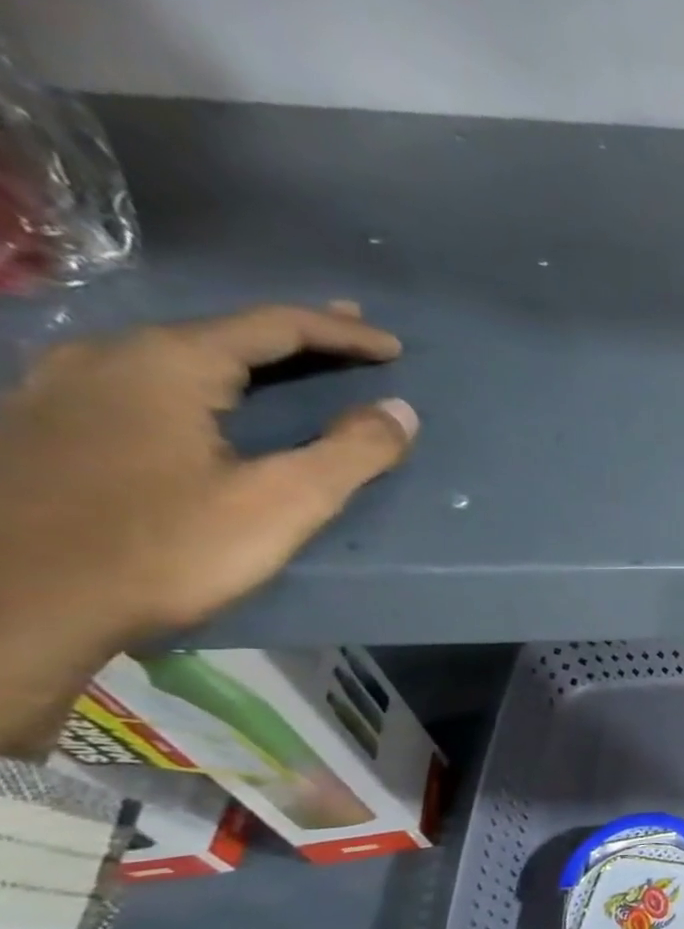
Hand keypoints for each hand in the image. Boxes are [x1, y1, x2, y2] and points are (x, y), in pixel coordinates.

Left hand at [0, 302, 415, 754]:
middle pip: (221, 330)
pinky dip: (200, 378)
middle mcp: (108, 355)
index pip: (273, 326)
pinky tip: (204, 396)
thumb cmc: (165, 547)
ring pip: (176, 353)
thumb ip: (351, 453)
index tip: (393, 347)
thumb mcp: (282, 502)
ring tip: (287, 363)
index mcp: (168, 363)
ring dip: (244, 355)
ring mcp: (64, 386)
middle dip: (295, 333)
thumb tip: (401, 412)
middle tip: (350, 334)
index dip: (341, 333)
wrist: (18, 602)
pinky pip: (143, 379)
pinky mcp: (46, 423)